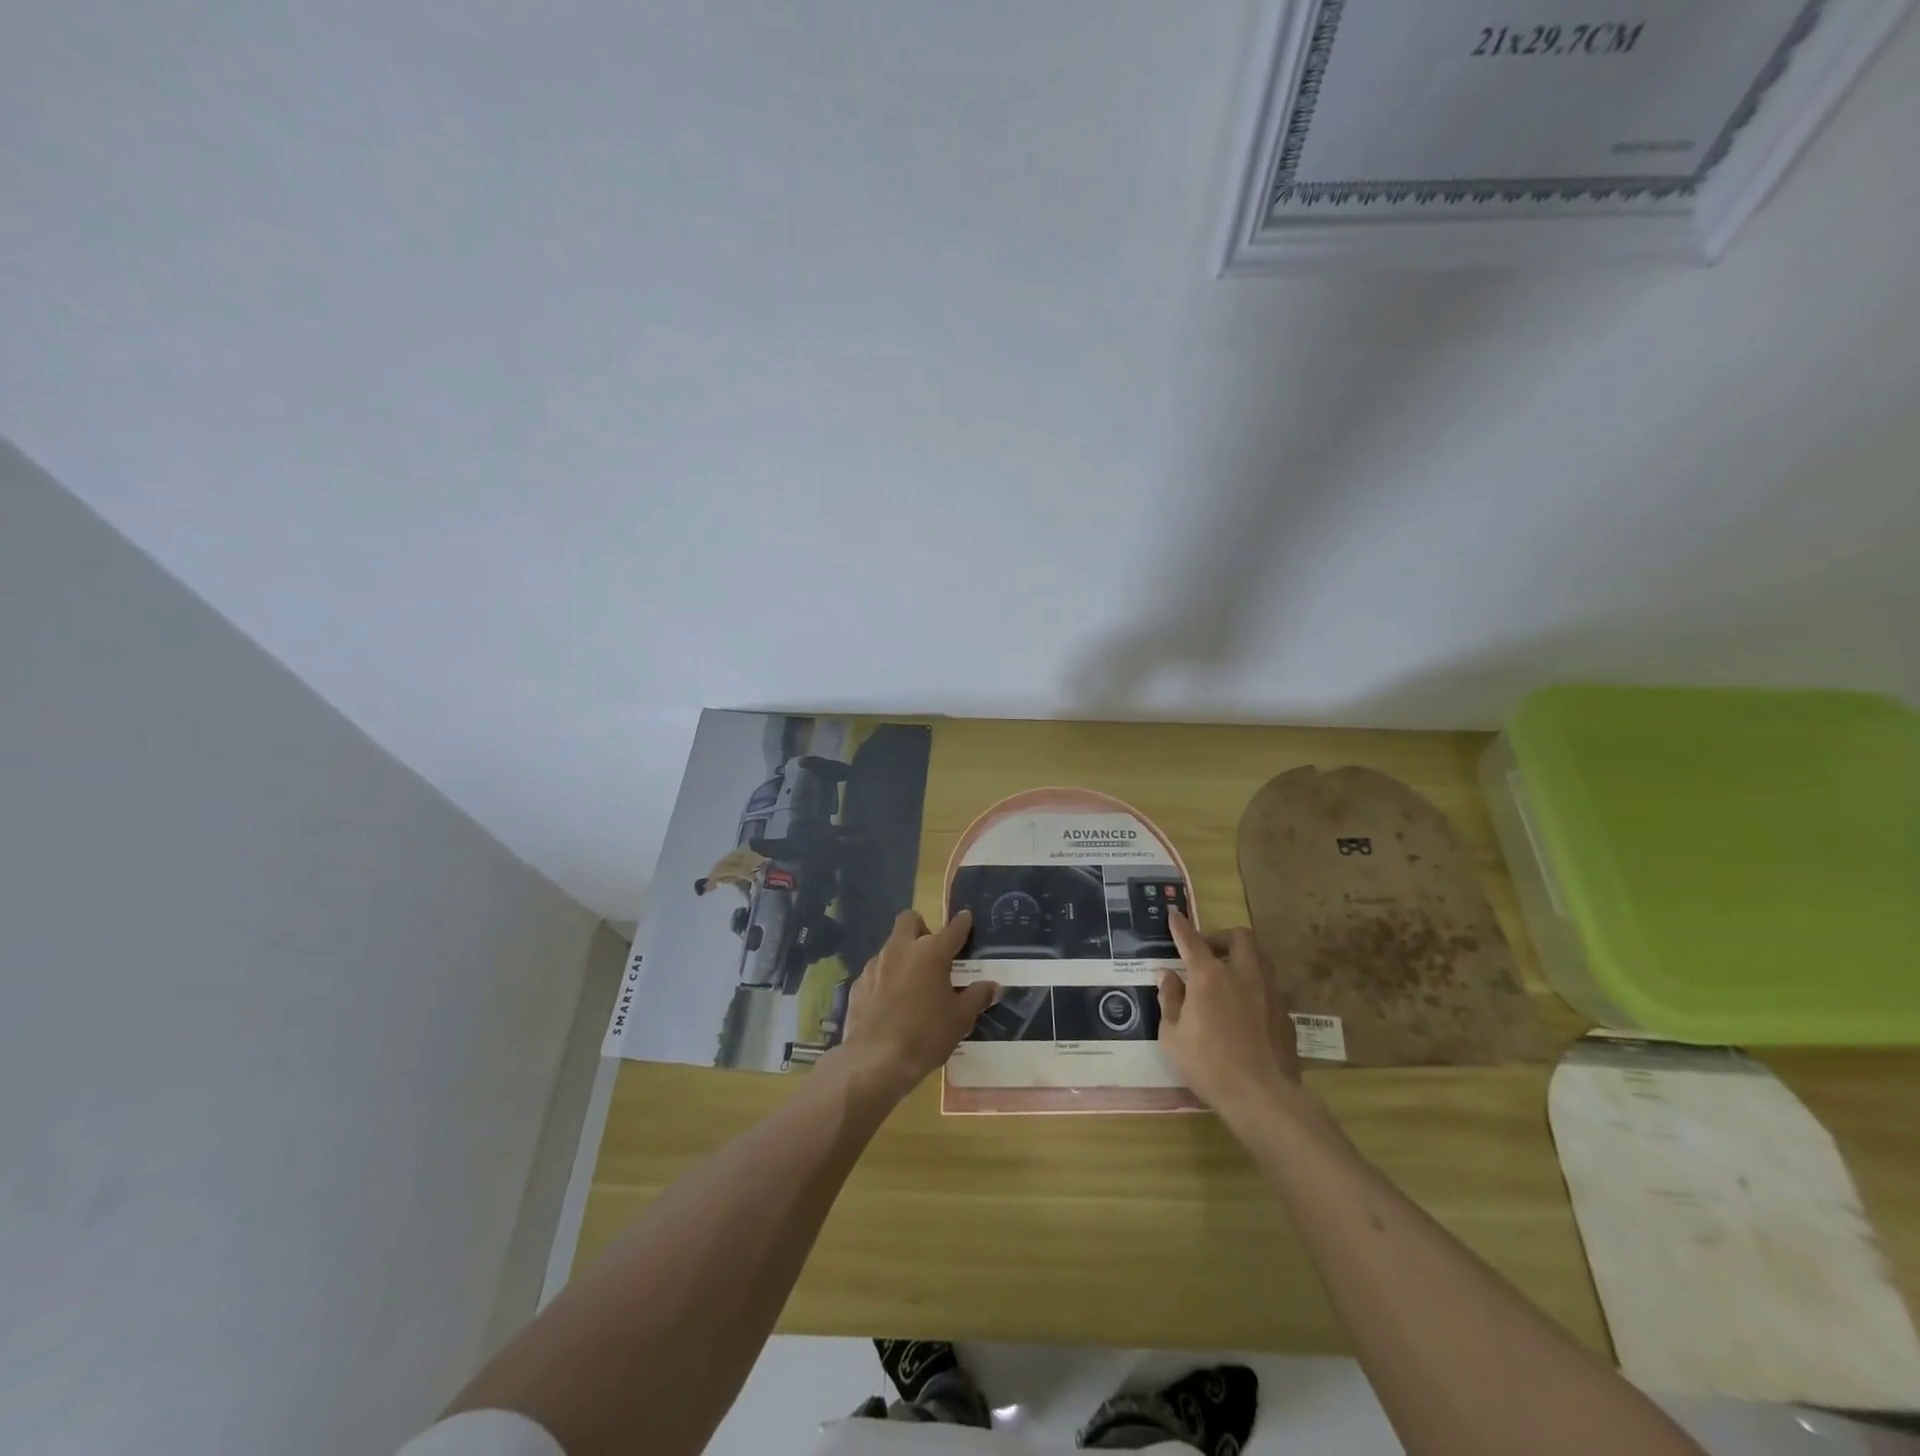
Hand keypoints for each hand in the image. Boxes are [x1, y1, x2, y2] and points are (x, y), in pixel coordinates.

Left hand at [834, 909, 996, 1101]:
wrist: (876, 1060)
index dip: (962, 923)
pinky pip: (876, 970)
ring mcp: (876, 964)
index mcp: (931, 953)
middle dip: (922, 928)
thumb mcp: (961, 1019)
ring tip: (912, 983)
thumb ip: (977, 997)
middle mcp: (902, 949)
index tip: (966, 917)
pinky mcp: (858, 983)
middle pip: (910, 920)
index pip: (952, 929)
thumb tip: (993, 986)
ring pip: (891, 945)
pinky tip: (890, 1002)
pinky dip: (886, 977)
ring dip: (903, 955)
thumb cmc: (926, 1035)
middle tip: (932, 953)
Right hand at [1160, 909, 1303, 1120]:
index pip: (1191, 940)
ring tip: (1226, 976)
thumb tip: (1167, 976)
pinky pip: (1268, 984)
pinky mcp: (1285, 1012)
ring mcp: (1269, 992)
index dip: (1180, 926)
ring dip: (1241, 956)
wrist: (1263, 1097)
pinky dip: (1253, 984)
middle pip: (1239, 936)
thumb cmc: (1208, 1066)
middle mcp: (1242, 974)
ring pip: (1259, 956)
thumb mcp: (1172, 1036)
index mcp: (1209, 977)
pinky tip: (1243, 1007)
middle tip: (1206, 954)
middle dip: (1221, 937)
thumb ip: (1169, 1000)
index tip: (1174, 915)